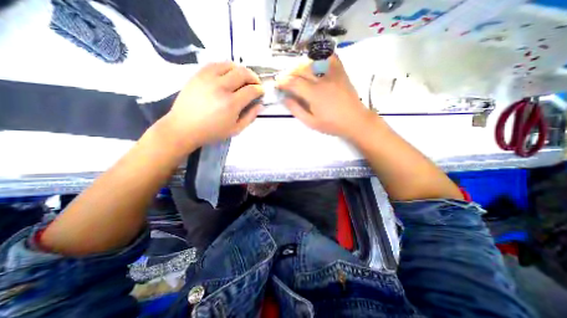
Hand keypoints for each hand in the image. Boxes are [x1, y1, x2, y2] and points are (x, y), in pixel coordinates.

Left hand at [162, 62, 262, 147]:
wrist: (184, 127)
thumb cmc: (212, 132)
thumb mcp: (236, 130)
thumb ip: (250, 117)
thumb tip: (259, 105)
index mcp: (231, 104)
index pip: (251, 90)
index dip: (259, 90)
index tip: (261, 92)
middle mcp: (221, 87)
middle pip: (243, 73)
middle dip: (253, 77)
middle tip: (255, 83)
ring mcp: (208, 78)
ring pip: (230, 65)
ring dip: (241, 70)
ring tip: (243, 78)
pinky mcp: (198, 74)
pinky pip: (216, 64)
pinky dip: (226, 67)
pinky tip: (228, 74)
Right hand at [276, 55, 372, 139]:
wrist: (355, 121)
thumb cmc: (332, 124)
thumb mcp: (311, 122)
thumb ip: (296, 110)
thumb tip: (285, 99)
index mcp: (314, 94)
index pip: (293, 82)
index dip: (283, 81)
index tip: (277, 84)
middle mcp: (322, 80)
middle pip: (301, 69)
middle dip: (290, 73)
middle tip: (285, 79)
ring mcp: (333, 74)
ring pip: (313, 61)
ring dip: (301, 65)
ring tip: (297, 72)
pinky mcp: (341, 73)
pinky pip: (331, 58)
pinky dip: (322, 55)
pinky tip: (316, 60)